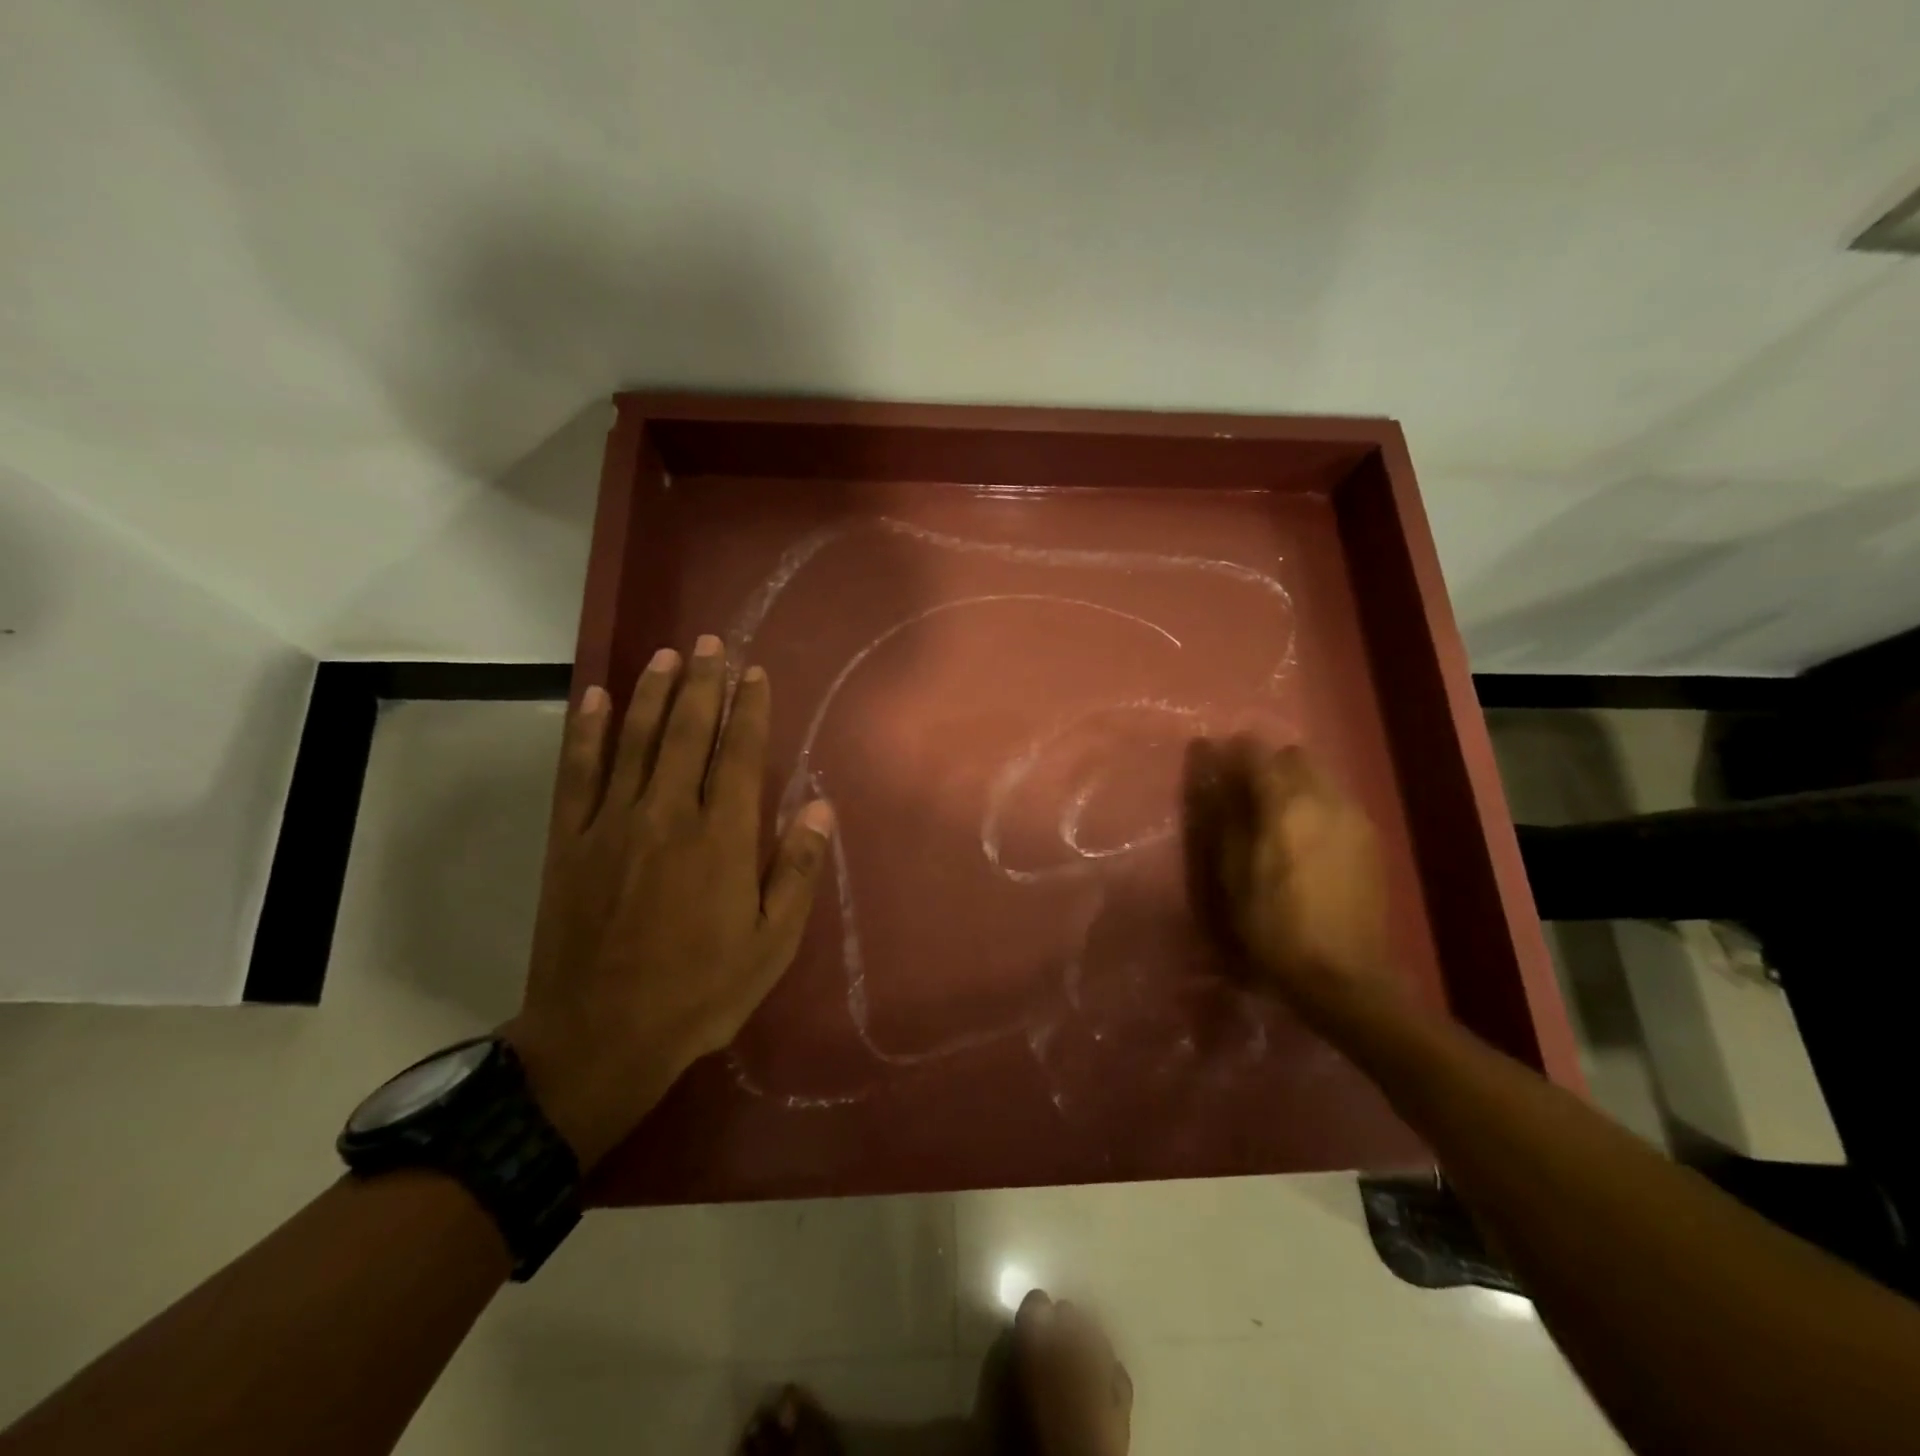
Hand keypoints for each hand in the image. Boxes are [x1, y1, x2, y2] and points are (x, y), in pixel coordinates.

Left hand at [506, 635, 834, 1168]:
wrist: (600, 1038)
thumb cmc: (700, 992)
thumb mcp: (772, 944)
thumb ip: (797, 870)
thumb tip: (821, 807)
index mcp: (722, 839)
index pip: (740, 755)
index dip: (748, 709)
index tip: (754, 673)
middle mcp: (668, 815)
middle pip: (687, 732)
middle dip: (702, 683)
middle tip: (710, 642)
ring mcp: (612, 824)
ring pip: (635, 740)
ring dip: (652, 692)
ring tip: (665, 654)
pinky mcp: (571, 841)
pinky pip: (578, 772)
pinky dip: (588, 731)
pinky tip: (596, 698)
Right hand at [1182, 736, 1396, 1020]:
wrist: (1342, 975)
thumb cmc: (1274, 926)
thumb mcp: (1233, 874)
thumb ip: (1226, 817)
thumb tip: (1216, 779)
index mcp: (1287, 805)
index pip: (1257, 753)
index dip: (1232, 752)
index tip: (1214, 762)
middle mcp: (1326, 799)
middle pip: (1295, 756)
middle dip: (1268, 764)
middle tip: (1244, 792)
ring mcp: (1355, 817)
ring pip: (1321, 776)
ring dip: (1294, 782)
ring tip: (1274, 817)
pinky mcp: (1371, 839)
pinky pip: (1338, 800)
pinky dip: (1316, 802)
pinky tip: (1305, 838)